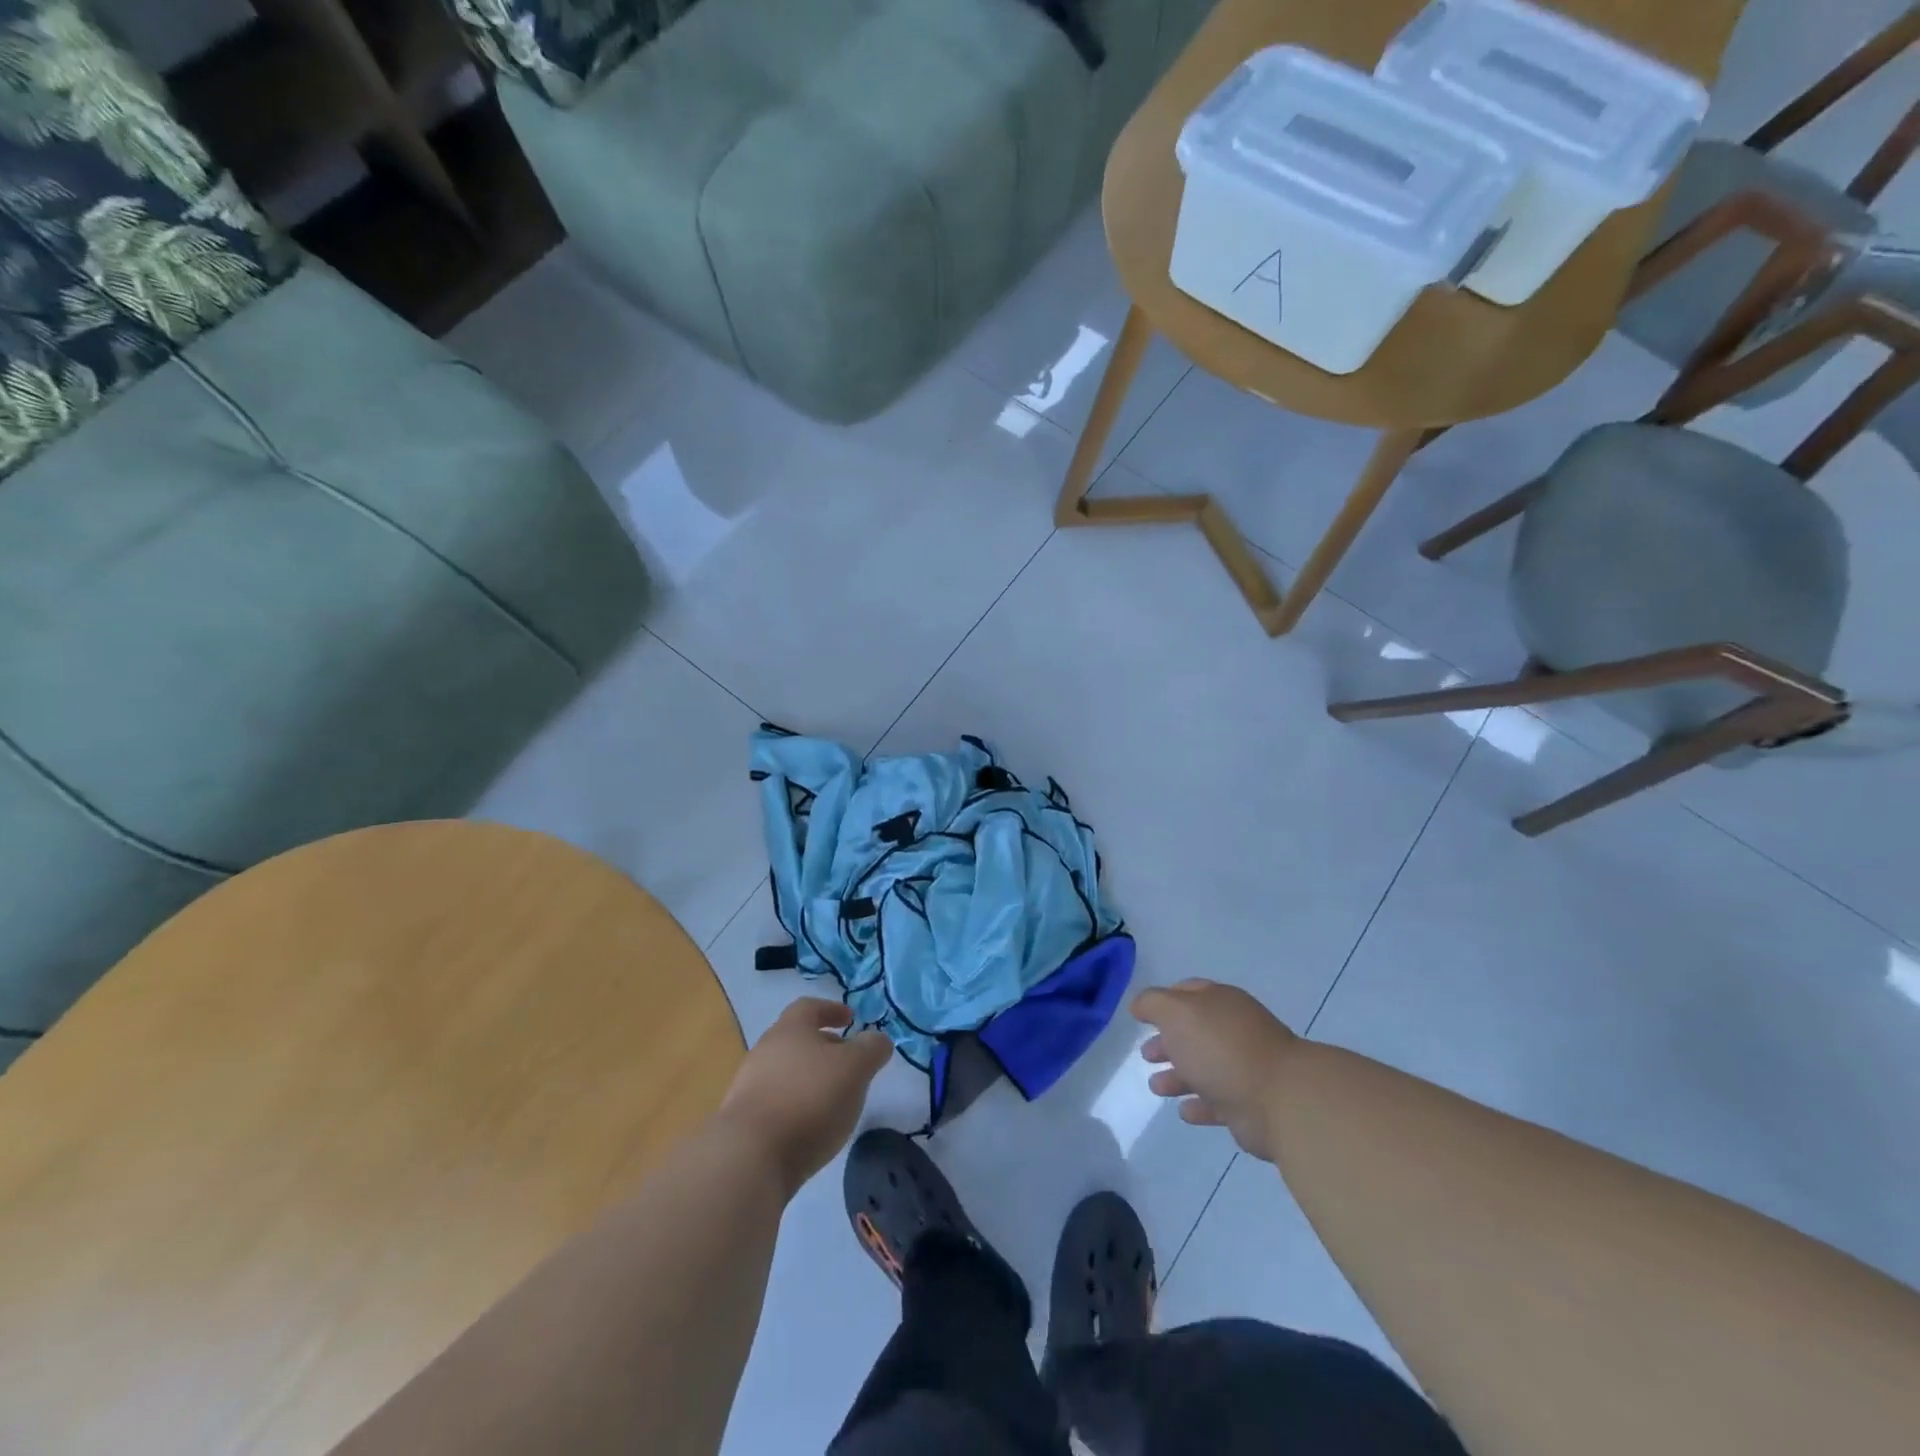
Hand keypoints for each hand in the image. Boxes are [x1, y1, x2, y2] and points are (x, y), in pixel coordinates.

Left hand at [717, 998, 891, 1196]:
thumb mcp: (855, 1068)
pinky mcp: (742, 1122)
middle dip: (823, 1048)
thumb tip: (877, 1038)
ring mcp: (748, 1087)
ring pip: (785, 1072)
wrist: (748, 1157)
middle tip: (848, 1064)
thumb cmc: (809, 1098)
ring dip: (809, 1079)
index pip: (810, 1007)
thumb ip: (871, 1049)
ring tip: (833, 1100)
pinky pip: (775, 1102)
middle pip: (796, 1040)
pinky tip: (809, 1127)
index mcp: (790, 1029)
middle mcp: (764, 1050)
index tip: (851, 1019)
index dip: (832, 1010)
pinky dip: (795, 1106)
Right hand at [1132, 980, 1298, 1161]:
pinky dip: (1198, 1105)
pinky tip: (1183, 1111)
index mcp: (1220, 1003)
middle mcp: (1233, 1031)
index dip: (1164, 1001)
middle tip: (1145, 1055)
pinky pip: (1217, 1102)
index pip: (1188, 992)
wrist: (1279, 1099)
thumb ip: (1153, 1004)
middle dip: (1168, 1042)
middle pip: (1194, 1033)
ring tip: (1156, 1087)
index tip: (1141, 1015)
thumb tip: (1139, 1006)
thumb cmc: (1222, 1047)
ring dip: (1178, 1076)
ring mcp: (1243, 1068)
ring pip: (1203, 1068)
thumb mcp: (1177, 1012)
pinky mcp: (1248, 1105)